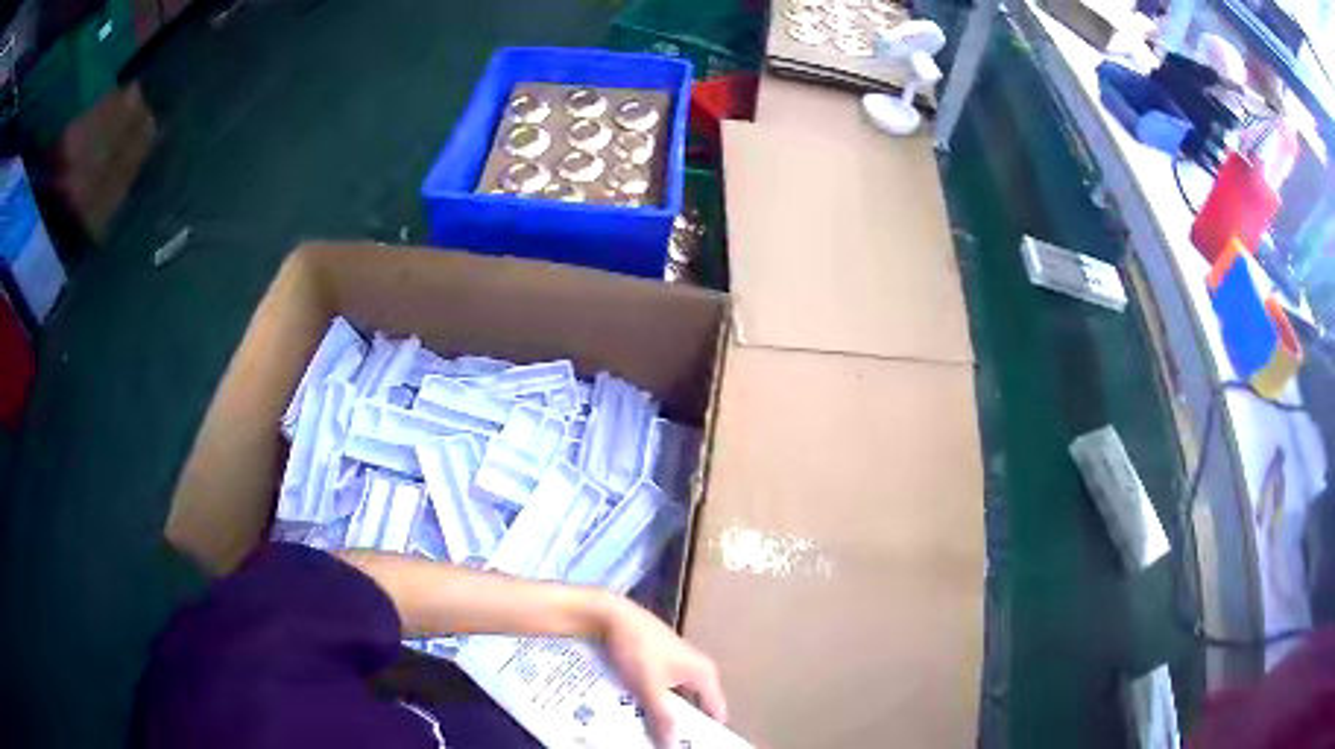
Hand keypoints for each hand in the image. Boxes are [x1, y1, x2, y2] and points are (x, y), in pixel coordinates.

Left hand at [599, 596, 727, 746]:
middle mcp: (696, 669)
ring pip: (675, 699)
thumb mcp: (649, 688)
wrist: (611, 616)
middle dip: (681, 726)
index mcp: (704, 674)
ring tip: (650, 734)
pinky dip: (653, 701)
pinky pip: (662, 690)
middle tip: (667, 744)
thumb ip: (663, 718)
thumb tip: (673, 745)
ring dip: (664, 714)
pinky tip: (636, 714)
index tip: (694, 747)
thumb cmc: (638, 650)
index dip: (707, 732)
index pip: (717, 711)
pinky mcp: (659, 662)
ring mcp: (677, 664)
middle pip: (695, 707)